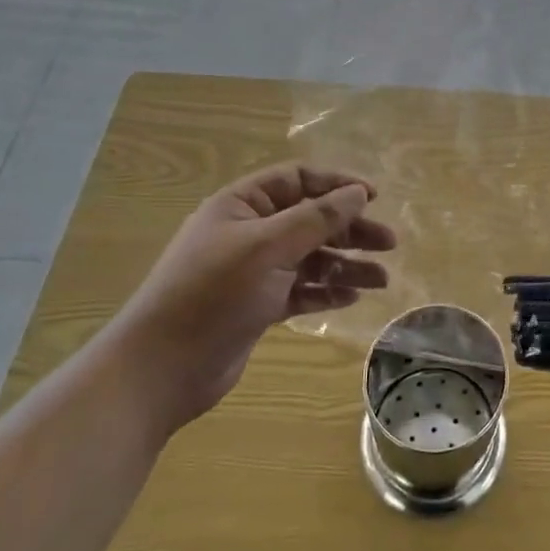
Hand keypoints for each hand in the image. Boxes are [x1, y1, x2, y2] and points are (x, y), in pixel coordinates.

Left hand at [118, 164, 395, 424]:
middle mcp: (248, 233)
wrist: (160, 370)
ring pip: (309, 258)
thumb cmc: (213, 294)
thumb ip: (316, 218)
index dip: (336, 185)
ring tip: (381, 280)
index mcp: (241, 205)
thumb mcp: (268, 248)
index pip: (297, 180)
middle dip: (350, 230)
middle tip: (389, 243)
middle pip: (309, 220)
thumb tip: (357, 193)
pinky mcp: (256, 306)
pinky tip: (351, 299)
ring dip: (345, 265)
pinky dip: (325, 292)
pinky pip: (299, 290)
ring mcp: (252, 272)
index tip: (374, 198)